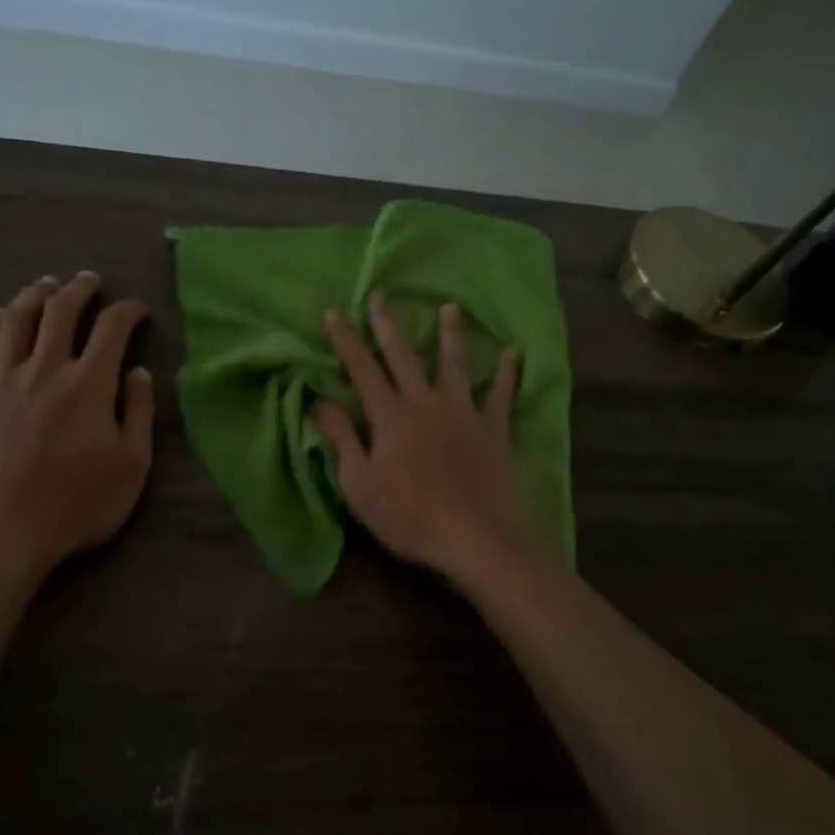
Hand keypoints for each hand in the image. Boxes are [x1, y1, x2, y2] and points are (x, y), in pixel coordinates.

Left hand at [0, 272, 155, 582]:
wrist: (3, 533)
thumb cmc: (78, 505)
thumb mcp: (132, 465)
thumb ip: (138, 413)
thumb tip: (139, 373)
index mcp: (89, 384)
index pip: (112, 328)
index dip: (127, 311)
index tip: (137, 311)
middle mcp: (45, 370)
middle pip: (60, 311)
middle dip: (79, 289)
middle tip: (89, 280)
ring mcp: (1, 381)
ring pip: (16, 320)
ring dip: (33, 295)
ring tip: (45, 285)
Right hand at [314, 294, 534, 587]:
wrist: (477, 539)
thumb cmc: (410, 517)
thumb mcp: (359, 485)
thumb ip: (341, 439)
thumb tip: (319, 400)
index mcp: (390, 416)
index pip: (362, 370)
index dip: (345, 341)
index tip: (333, 312)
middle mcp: (426, 404)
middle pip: (404, 357)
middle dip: (389, 324)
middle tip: (381, 295)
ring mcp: (464, 414)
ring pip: (455, 365)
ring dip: (450, 335)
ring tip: (450, 308)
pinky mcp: (493, 431)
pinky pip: (501, 395)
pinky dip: (507, 373)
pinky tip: (514, 352)